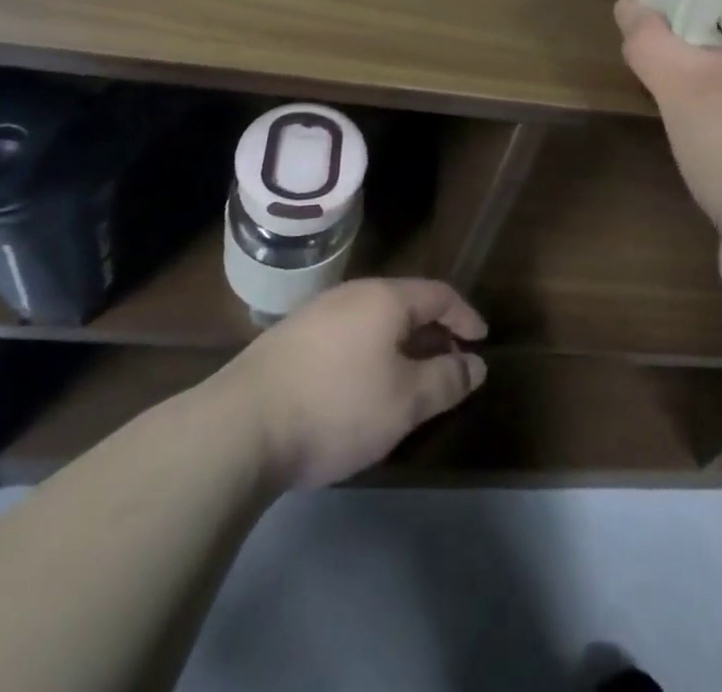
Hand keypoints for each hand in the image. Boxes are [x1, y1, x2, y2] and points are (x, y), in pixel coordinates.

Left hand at [219, 278, 488, 488]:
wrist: (240, 427)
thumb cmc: (336, 406)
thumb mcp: (405, 401)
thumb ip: (447, 379)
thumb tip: (477, 365)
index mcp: (385, 298)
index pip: (439, 294)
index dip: (465, 316)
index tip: (482, 341)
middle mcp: (352, 294)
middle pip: (405, 303)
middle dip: (433, 331)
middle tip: (451, 363)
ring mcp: (316, 314)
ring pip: (373, 320)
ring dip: (401, 343)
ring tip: (410, 378)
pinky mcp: (290, 339)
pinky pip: (347, 335)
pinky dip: (370, 352)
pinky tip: (363, 386)